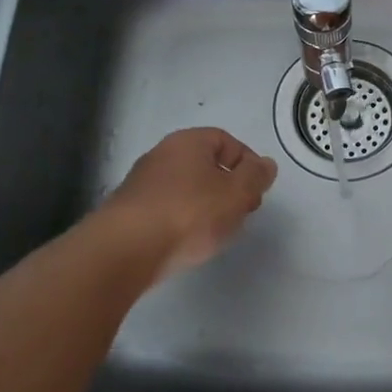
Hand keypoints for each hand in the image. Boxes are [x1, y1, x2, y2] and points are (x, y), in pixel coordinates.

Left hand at [103, 128, 277, 280]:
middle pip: (206, 164)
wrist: (125, 250)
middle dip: (229, 187)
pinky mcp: (129, 211)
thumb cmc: (189, 214)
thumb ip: (256, 177)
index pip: (227, 141)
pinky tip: (188, 242)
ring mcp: (142, 183)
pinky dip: (183, 220)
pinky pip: (167, 208)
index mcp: (189, 141)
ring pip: (187, 188)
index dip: (248, 163)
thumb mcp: (237, 193)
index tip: (257, 191)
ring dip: (207, 205)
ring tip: (217, 231)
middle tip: (242, 212)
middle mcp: (162, 154)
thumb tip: (266, 164)